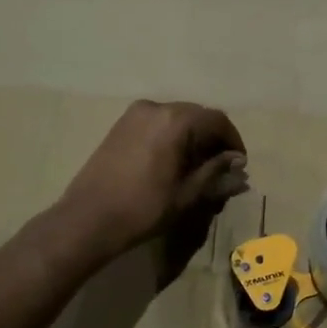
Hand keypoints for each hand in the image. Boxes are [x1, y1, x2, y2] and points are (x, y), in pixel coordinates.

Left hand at [58, 100, 248, 259]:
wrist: (87, 220)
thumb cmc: (143, 208)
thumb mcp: (188, 194)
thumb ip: (216, 173)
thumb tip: (239, 164)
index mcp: (176, 120)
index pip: (217, 121)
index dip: (233, 141)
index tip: (239, 164)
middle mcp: (156, 107)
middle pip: (197, 116)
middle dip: (213, 139)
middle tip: (221, 167)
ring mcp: (135, 114)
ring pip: (177, 119)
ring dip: (193, 138)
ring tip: (197, 167)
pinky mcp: (121, 125)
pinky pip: (157, 124)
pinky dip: (172, 137)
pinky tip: (173, 162)